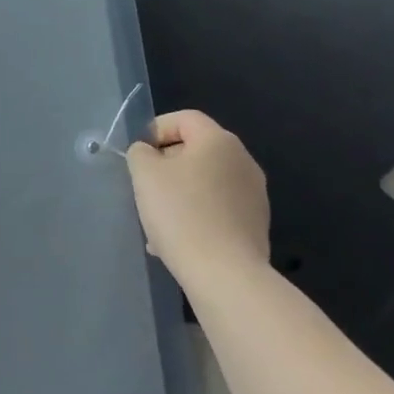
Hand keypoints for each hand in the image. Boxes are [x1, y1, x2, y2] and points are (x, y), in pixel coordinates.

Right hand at [125, 110, 270, 284]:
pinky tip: (178, 240)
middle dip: (166, 165)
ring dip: (180, 193)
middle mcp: (243, 161)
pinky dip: (197, 215)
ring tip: (157, 221)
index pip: (185, 118)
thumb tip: (148, 153)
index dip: (156, 129)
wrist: (225, 274)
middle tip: (145, 187)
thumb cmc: (181, 214)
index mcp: (218, 140)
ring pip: (206, 182)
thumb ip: (140, 153)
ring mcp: (254, 194)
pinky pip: (218, 209)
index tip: (138, 155)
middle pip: (197, 150)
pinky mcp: (256, 224)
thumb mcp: (145, 174)